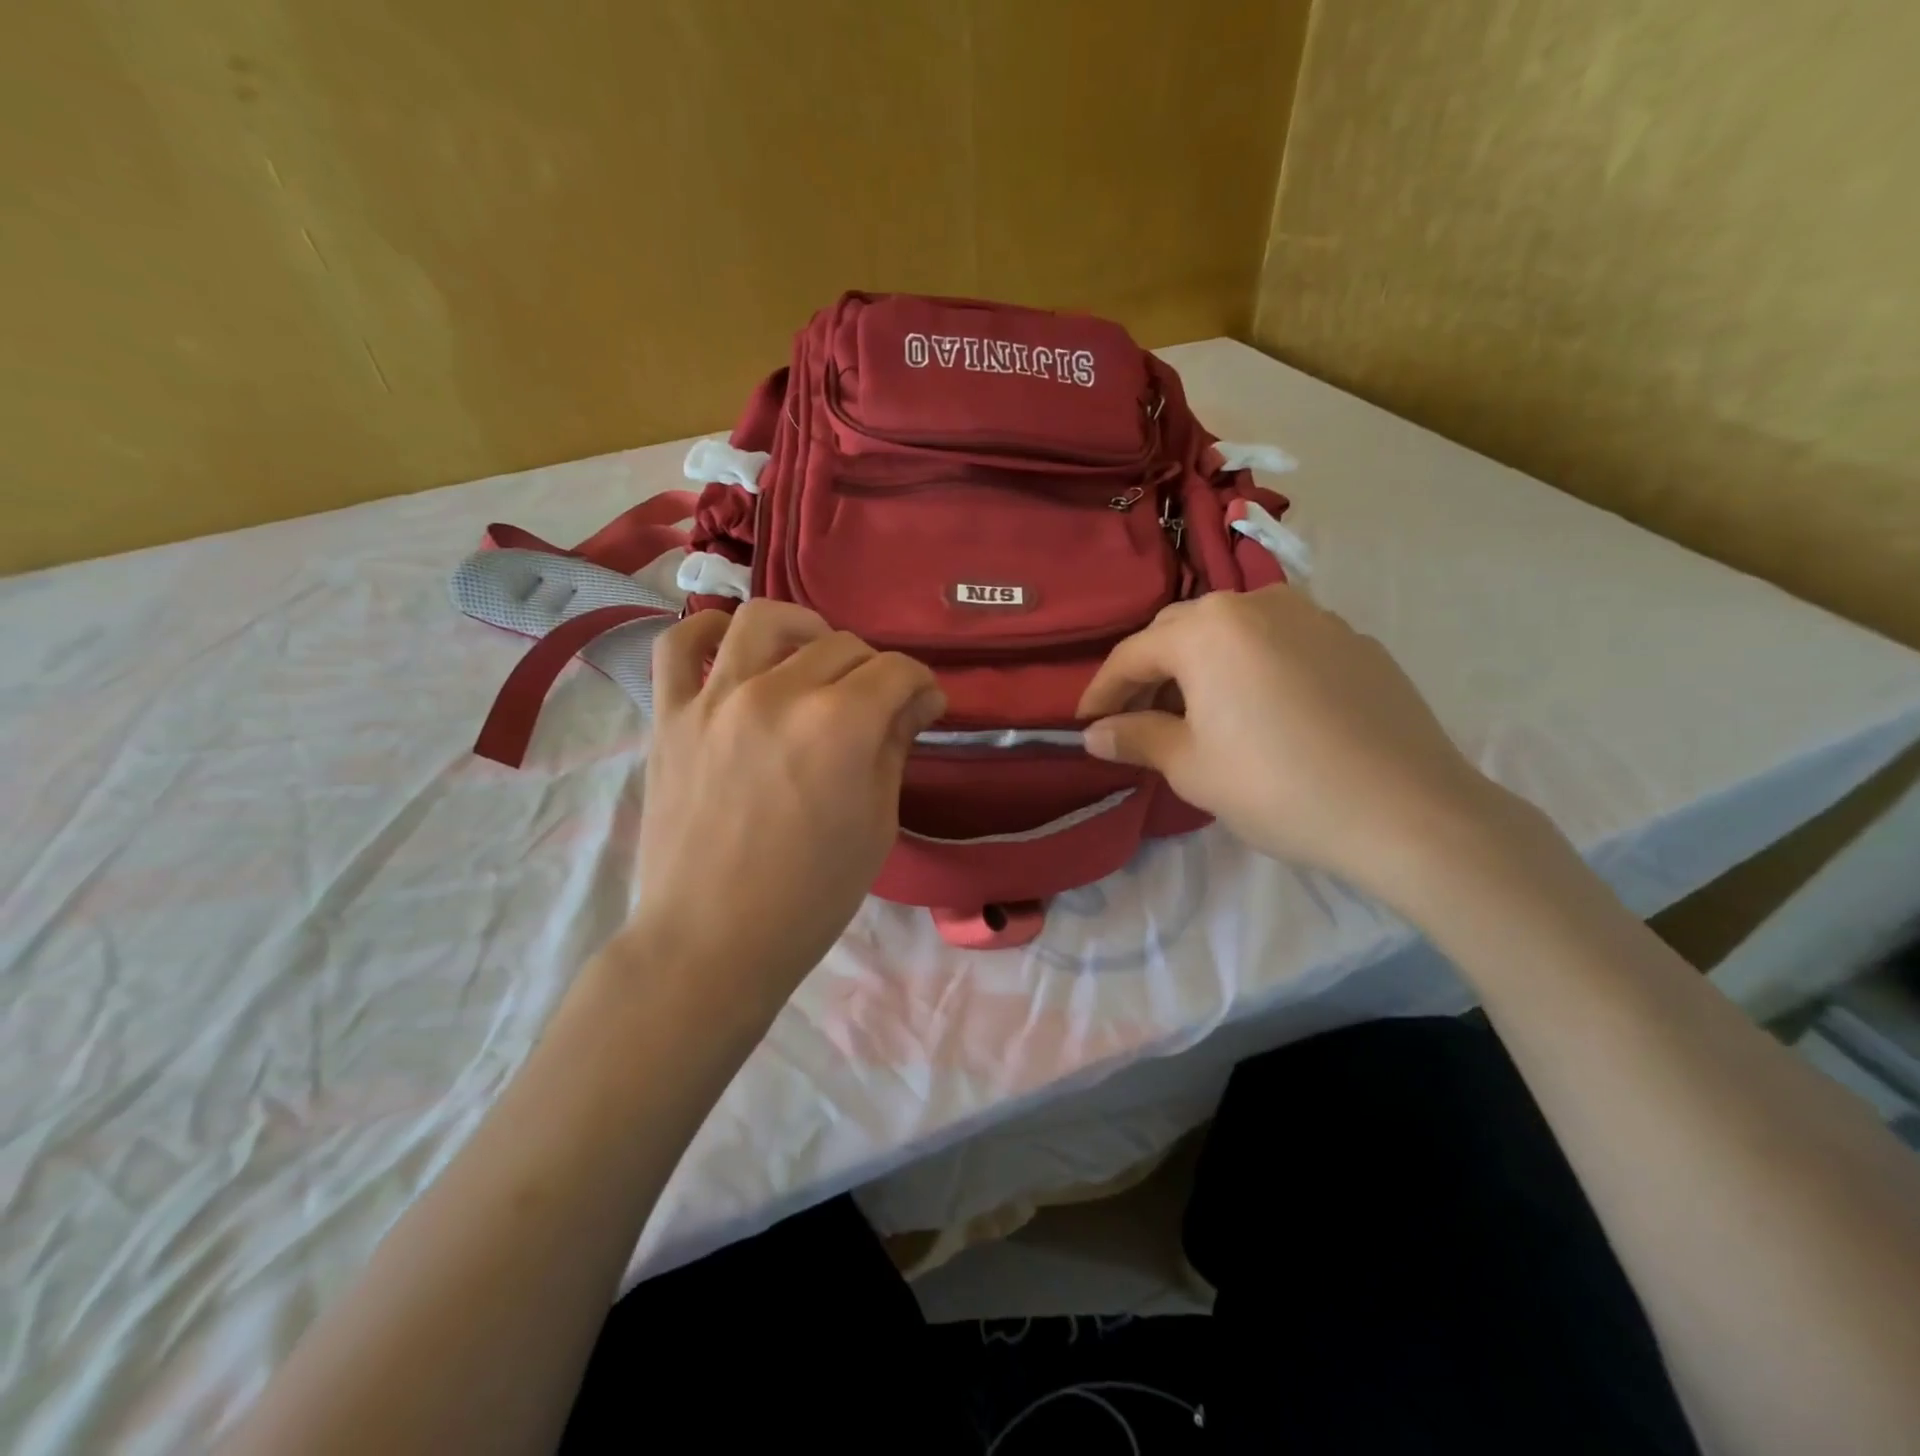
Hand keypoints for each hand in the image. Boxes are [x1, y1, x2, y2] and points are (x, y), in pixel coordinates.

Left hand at [626, 602, 943, 1007]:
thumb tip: (915, 701)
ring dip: (804, 629)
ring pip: (764, 620)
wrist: (711, 942)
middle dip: (875, 669)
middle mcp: (779, 693)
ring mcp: (715, 699)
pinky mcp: (670, 716)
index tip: (926, 706)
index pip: (897, 671)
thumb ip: (894, 749)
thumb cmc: (810, 897)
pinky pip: (677, 646)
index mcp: (840, 725)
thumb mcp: (876, 825)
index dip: (922, 685)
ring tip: (813, 655)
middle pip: (842, 645)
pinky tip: (731, 649)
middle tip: (878, 703)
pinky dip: (707, 632)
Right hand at [1077, 586, 1511, 903]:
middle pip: (1181, 632)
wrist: (1408, 811)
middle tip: (1137, 718)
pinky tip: (1260, 710)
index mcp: (1208, 630)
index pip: (1133, 654)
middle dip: (1151, 673)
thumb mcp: (1192, 767)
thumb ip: (1136, 738)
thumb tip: (1095, 734)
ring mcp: (1313, 617)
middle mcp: (1257, 605)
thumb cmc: (1278, 787)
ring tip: (1197, 713)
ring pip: (1233, 632)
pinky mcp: (1353, 641)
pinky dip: (1252, 667)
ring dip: (1202, 666)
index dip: (1102, 690)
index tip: (1084, 723)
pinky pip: (1281, 643)